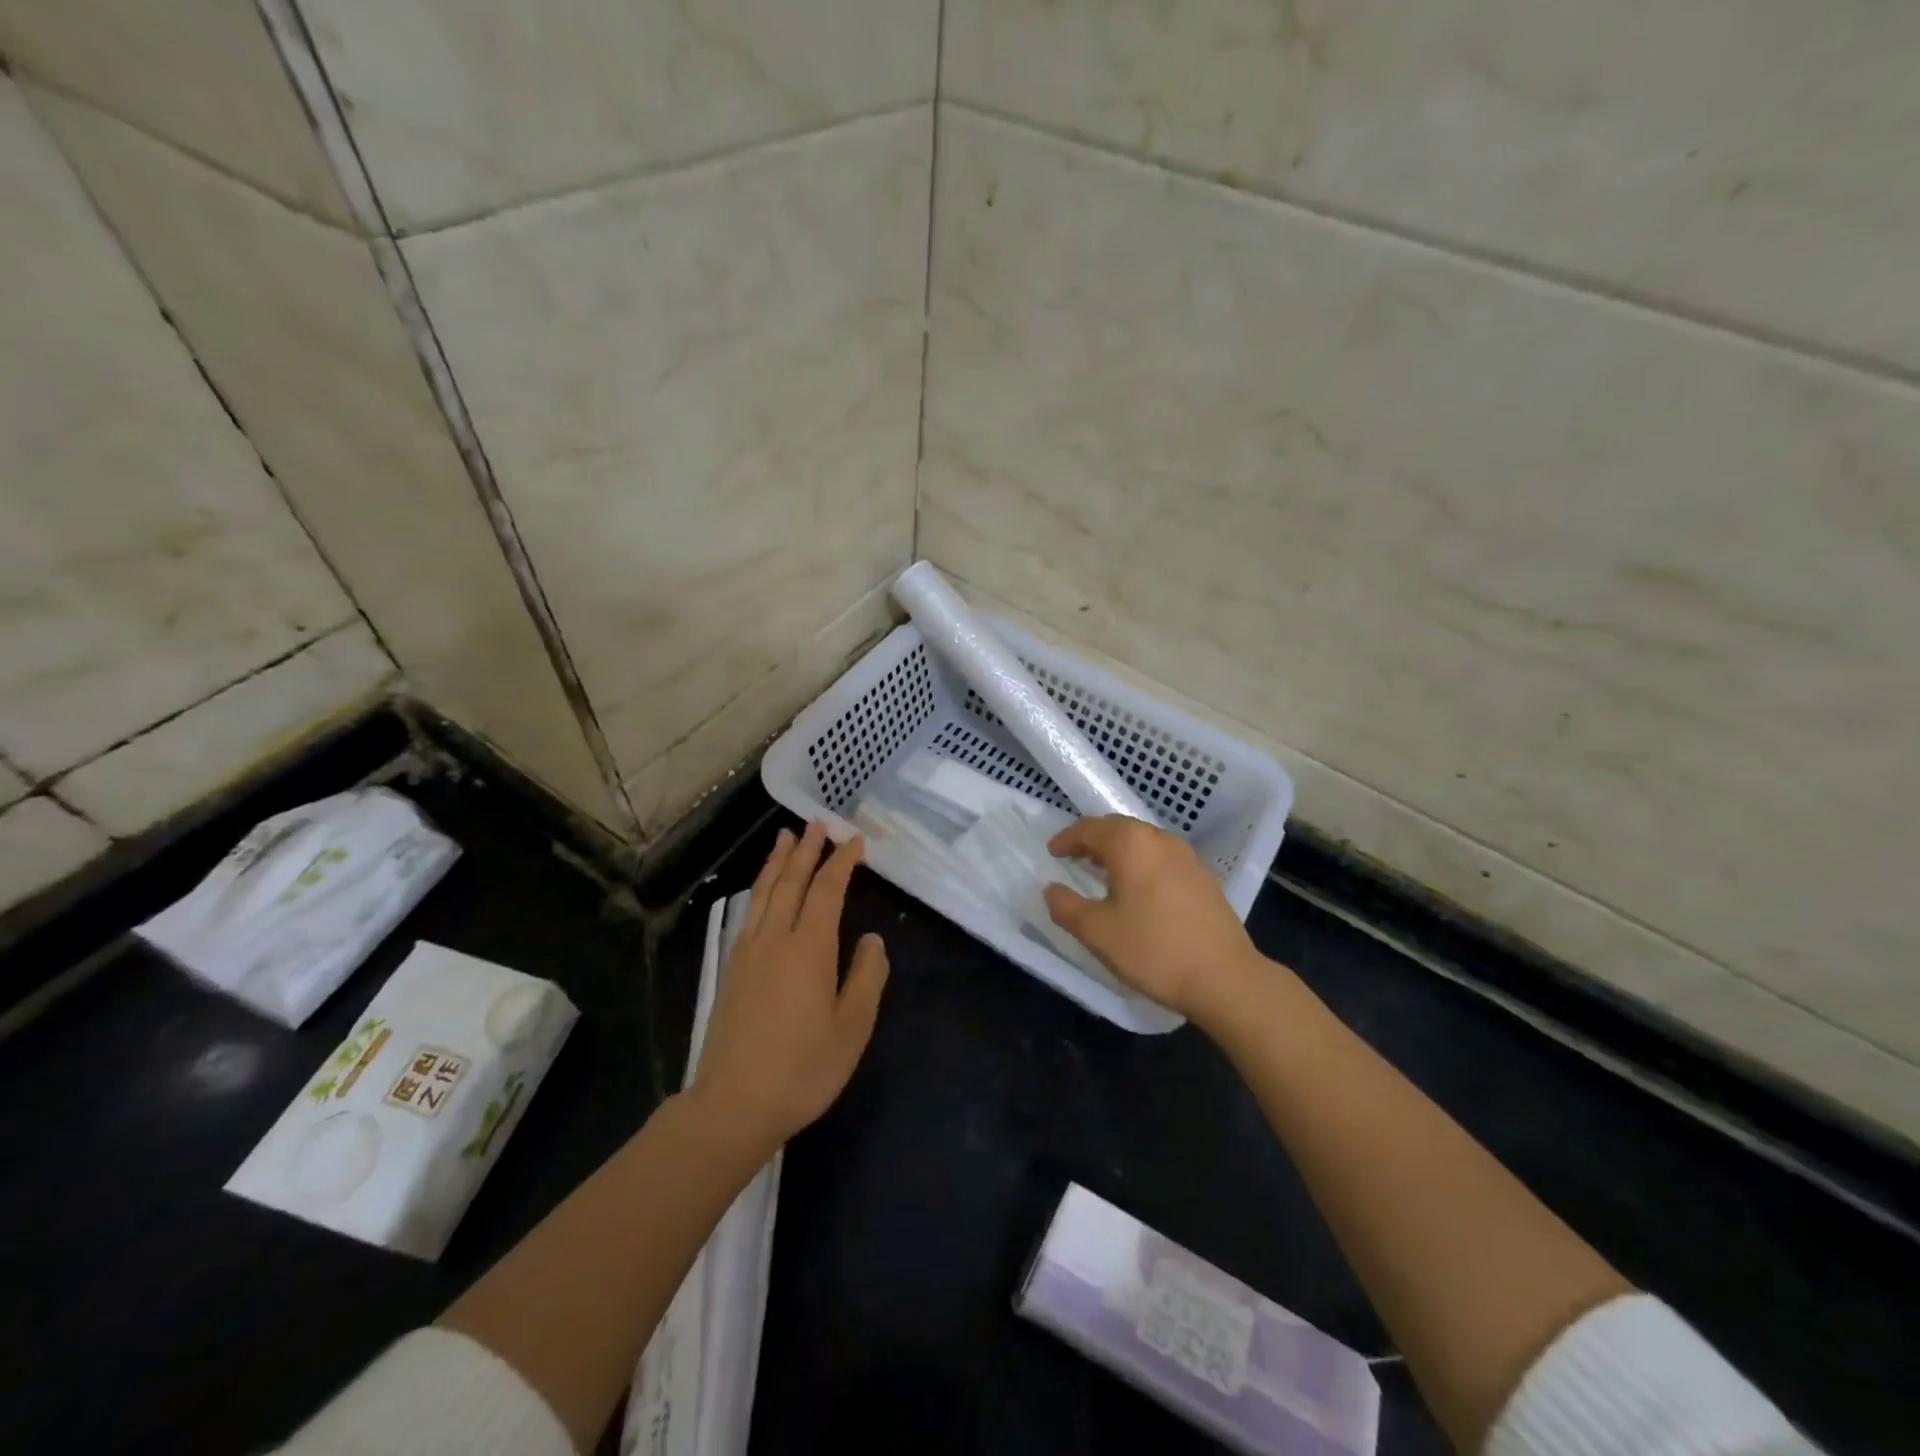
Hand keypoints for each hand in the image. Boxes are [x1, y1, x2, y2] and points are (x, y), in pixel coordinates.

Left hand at [693, 822, 889, 1153]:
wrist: (733, 1105)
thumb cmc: (802, 1070)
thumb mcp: (852, 1029)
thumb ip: (866, 978)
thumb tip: (871, 940)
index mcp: (809, 949)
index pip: (827, 891)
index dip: (842, 863)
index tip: (855, 841)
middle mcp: (775, 940)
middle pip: (791, 882)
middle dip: (806, 850)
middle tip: (819, 823)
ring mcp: (748, 953)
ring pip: (764, 893)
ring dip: (777, 862)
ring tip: (785, 837)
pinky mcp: (732, 970)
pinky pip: (749, 912)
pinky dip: (759, 889)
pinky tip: (762, 890)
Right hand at [1044, 816, 1265, 1026]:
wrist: (1225, 977)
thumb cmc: (1153, 950)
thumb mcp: (1096, 932)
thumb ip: (1065, 907)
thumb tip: (1052, 890)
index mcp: (1130, 844)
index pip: (1089, 828)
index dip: (1066, 838)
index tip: (1052, 852)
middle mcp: (1160, 839)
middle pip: (1118, 828)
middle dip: (1093, 841)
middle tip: (1074, 858)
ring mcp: (1187, 856)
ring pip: (1143, 843)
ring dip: (1119, 852)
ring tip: (1104, 874)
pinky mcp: (1204, 877)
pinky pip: (1162, 859)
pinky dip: (1142, 864)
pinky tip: (1139, 891)